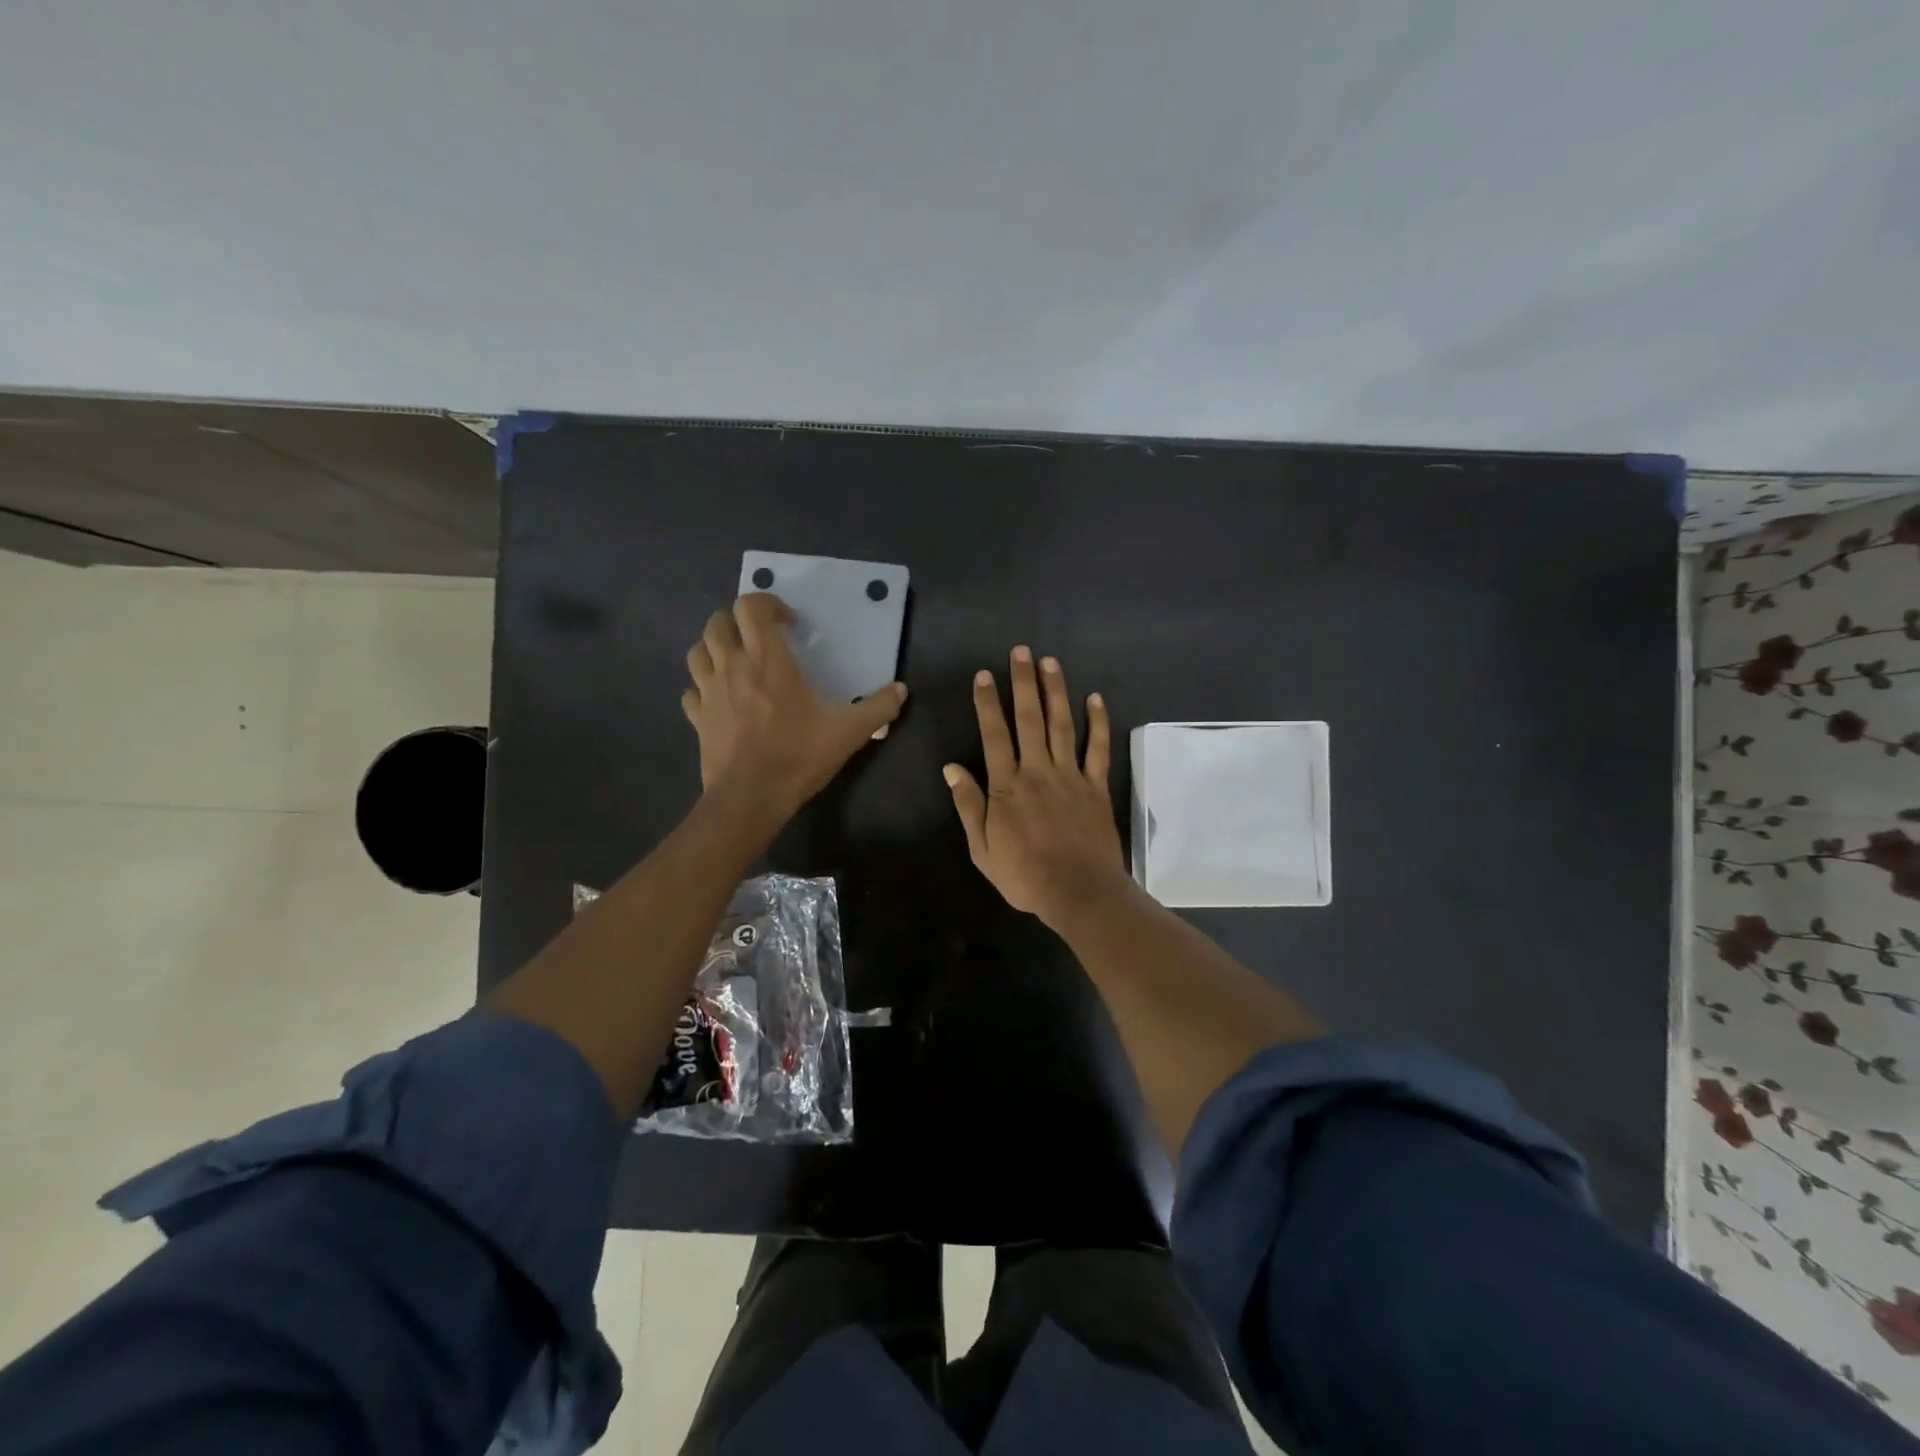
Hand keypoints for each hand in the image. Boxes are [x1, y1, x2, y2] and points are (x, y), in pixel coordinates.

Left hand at [683, 593, 906, 816]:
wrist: (750, 798)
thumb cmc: (798, 756)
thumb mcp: (848, 732)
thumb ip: (878, 707)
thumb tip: (901, 690)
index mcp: (767, 660)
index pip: (751, 607)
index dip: (768, 604)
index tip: (789, 622)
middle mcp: (732, 666)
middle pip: (717, 623)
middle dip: (736, 621)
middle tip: (760, 637)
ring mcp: (709, 692)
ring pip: (697, 652)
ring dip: (714, 648)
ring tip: (735, 661)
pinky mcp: (697, 718)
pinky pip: (692, 691)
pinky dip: (703, 687)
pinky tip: (719, 699)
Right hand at [943, 646, 1129, 928]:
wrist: (1078, 892)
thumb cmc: (1025, 875)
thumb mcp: (982, 848)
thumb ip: (969, 805)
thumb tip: (950, 768)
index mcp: (1007, 786)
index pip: (994, 735)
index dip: (988, 703)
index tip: (985, 675)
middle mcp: (1038, 771)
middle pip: (1030, 719)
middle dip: (1024, 683)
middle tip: (1021, 651)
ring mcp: (1070, 776)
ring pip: (1063, 725)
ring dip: (1056, 691)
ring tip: (1050, 662)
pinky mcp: (1096, 786)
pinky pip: (1097, 749)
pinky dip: (1097, 723)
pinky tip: (1095, 699)